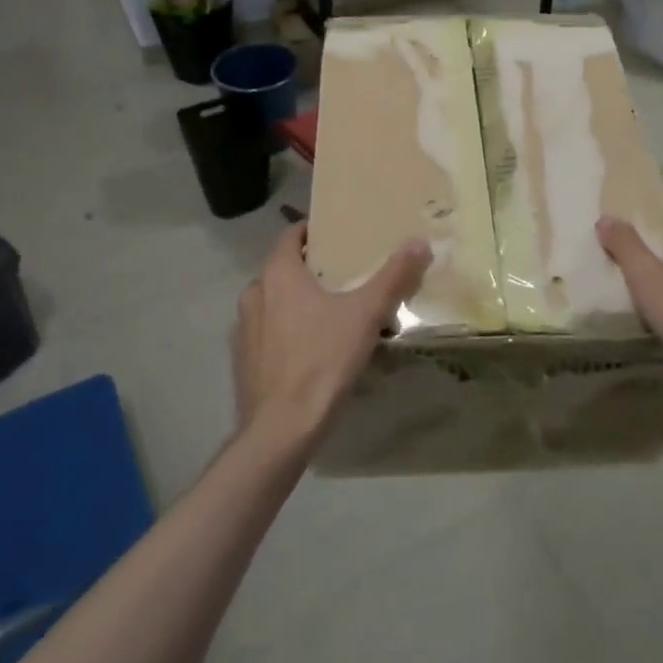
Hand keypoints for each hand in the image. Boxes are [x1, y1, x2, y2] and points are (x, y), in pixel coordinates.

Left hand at [231, 224, 429, 449]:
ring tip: (333, 313)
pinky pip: (268, 333)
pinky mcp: (243, 362)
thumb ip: (393, 276)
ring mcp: (243, 330)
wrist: (281, 430)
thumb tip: (419, 242)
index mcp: (277, 274)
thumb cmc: (322, 359)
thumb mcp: (366, 314)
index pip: (291, 235)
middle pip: (284, 269)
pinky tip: (313, 349)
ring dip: (298, 302)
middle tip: (346, 276)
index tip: (340, 236)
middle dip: (313, 270)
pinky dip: (287, 331)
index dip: (314, 232)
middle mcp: (254, 294)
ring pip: (275, 302)